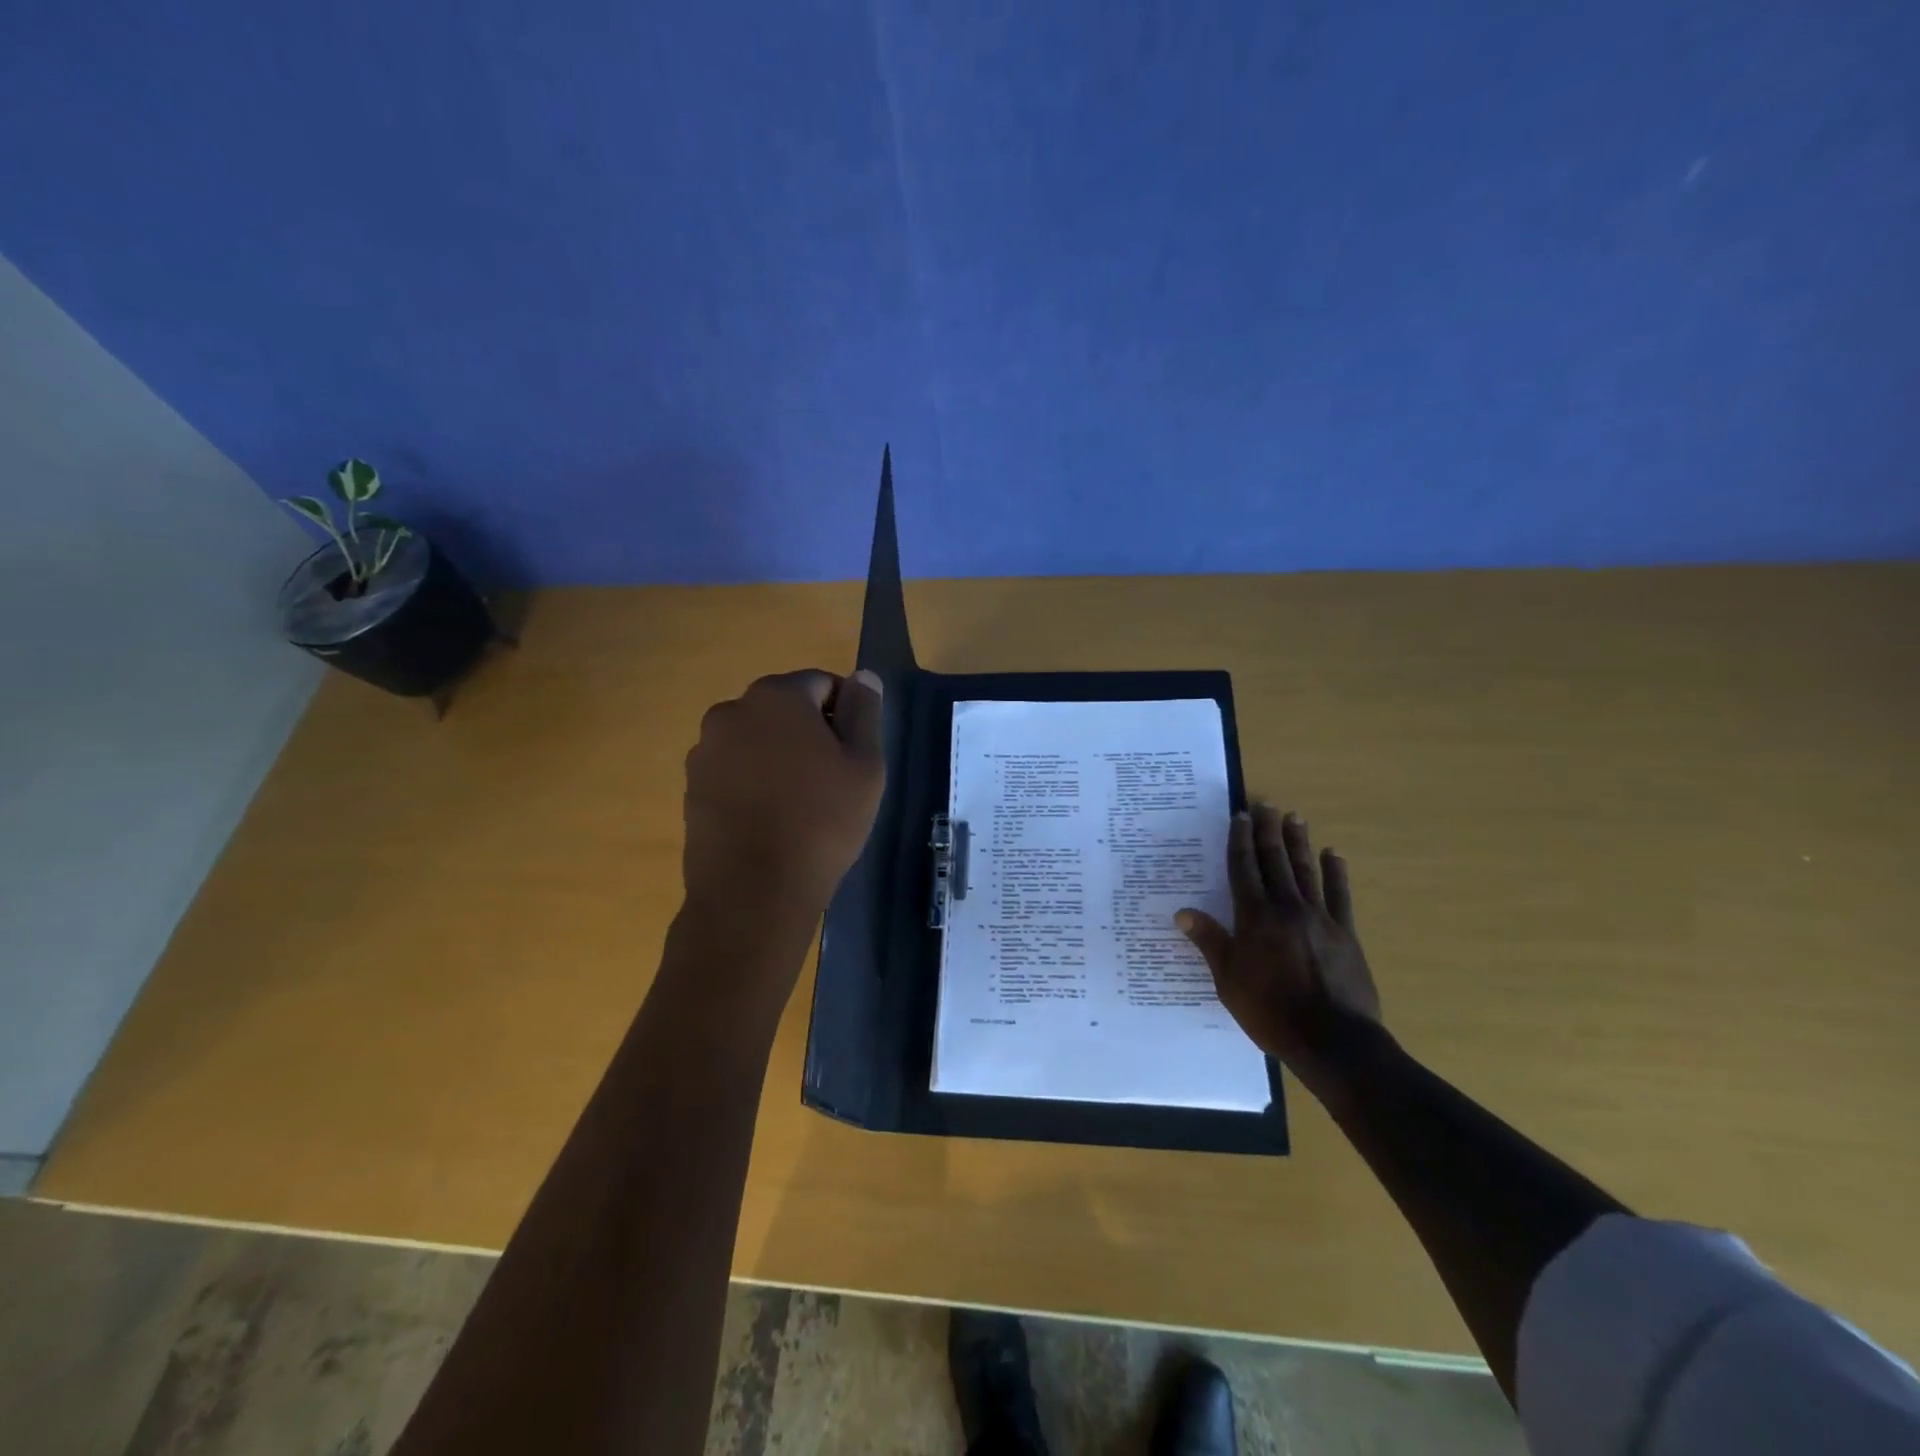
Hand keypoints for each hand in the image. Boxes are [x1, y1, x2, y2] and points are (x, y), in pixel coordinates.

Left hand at [682, 669, 885, 932]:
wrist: (754, 892)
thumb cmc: (822, 821)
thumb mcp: (864, 764)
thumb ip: (865, 712)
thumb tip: (863, 676)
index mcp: (776, 696)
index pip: (822, 684)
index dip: (845, 715)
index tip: (853, 756)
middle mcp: (732, 711)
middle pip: (784, 709)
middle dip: (809, 733)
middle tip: (830, 781)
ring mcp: (705, 750)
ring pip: (757, 739)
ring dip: (778, 757)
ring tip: (797, 805)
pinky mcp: (692, 786)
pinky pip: (734, 770)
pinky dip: (753, 782)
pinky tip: (768, 820)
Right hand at [1176, 804, 1382, 1085]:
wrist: (1333, 1041)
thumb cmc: (1270, 1011)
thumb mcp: (1228, 980)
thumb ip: (1209, 941)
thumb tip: (1182, 912)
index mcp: (1254, 918)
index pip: (1243, 869)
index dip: (1240, 841)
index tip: (1240, 816)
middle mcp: (1286, 908)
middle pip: (1275, 861)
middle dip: (1268, 831)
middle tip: (1266, 803)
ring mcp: (1320, 918)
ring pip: (1306, 871)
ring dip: (1298, 842)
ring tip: (1295, 817)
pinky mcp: (1346, 934)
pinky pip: (1340, 896)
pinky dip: (1336, 873)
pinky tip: (1334, 855)